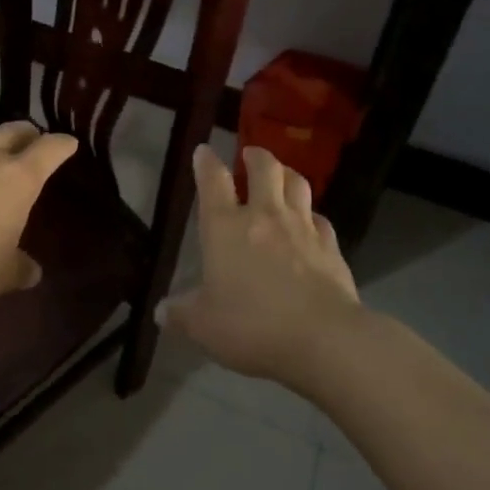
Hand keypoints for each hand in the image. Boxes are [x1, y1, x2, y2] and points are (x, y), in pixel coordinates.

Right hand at [160, 145, 360, 386]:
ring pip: (297, 184)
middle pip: (264, 168)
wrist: (324, 338)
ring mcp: (301, 227)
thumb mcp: (204, 326)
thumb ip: (181, 315)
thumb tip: (159, 312)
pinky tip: (310, 223)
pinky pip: (320, 218)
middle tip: (249, 154)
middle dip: (255, 156)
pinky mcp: (331, 246)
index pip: (213, 181)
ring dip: (287, 173)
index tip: (204, 150)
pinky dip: (311, 214)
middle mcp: (264, 216)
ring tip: (281, 175)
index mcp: (225, 227)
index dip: (206, 162)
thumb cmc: (253, 325)